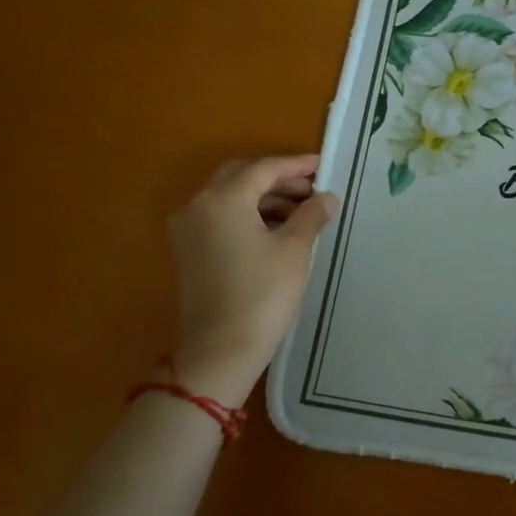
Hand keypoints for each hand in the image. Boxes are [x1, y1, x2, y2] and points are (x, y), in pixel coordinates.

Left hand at [166, 155, 338, 403]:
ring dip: (265, 198)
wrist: (221, 350)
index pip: (264, 169)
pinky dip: (249, 215)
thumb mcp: (294, 250)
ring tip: (303, 212)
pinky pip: (221, 217)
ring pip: (230, 197)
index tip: (323, 164)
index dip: (297, 166)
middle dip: (279, 179)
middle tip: (313, 189)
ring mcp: (188, 229)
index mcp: (222, 199)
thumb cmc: (262, 294)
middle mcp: (197, 206)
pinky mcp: (188, 251)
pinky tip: (277, 230)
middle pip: (242, 177)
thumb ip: (311, 215)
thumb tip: (327, 197)